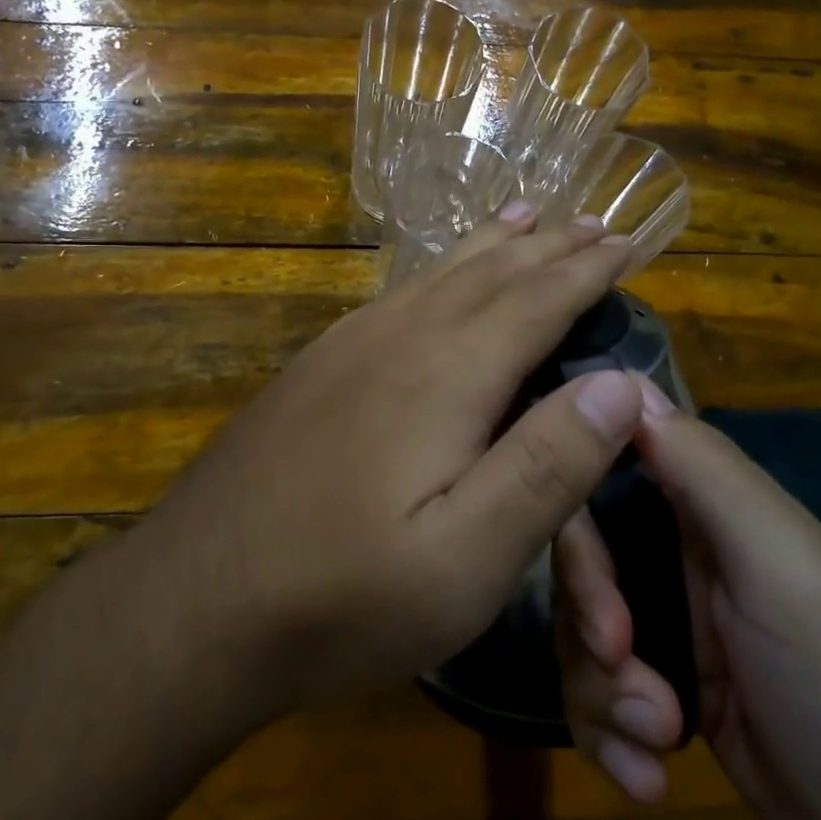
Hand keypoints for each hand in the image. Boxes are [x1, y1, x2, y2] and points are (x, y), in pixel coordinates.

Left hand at [147, 208, 642, 718]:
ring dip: (492, 246)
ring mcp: (348, 349)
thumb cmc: (342, 596)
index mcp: (446, 375)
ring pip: (438, 275)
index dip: (588, 270)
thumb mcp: (466, 560)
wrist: (192, 603)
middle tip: (594, 220)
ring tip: (525, 216)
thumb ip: (547, 466)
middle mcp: (399, 339)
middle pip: (490, 274)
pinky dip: (438, 271)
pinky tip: (437, 278)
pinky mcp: (317, 370)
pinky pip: (397, 295)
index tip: (628, 240)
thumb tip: (619, 382)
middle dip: (549, 246)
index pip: (536, 301)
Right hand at [553, 385, 820, 819]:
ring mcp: (677, 635)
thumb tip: (626, 385)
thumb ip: (708, 473)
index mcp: (710, 512)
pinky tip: (647, 777)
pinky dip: (612, 739)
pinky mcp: (671, 703)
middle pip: (584, 563)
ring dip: (603, 694)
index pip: (607, 476)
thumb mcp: (785, 569)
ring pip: (584, 636)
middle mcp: (685, 563)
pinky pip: (601, 701)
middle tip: (624, 667)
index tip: (592, 585)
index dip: (577, 518)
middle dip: (591, 622)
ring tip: (656, 739)